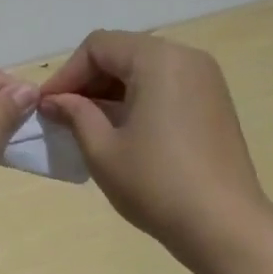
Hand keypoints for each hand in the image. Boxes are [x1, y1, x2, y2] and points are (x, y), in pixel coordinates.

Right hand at [37, 30, 272, 269]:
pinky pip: (166, 86)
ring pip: (144, 70)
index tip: (47, 107)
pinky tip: (123, 132)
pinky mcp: (214, 103)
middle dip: (89, 81)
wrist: (224, 227)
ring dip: (112, 91)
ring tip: (89, 127)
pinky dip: (138, 99)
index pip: (99, 46)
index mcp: (158, 59)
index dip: (67, 74)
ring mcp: (206, 80)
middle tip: (63, 117)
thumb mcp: (102, 149)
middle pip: (123, 53)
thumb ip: (75, 114)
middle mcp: (186, 57)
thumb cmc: (156, 184)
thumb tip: (54, 101)